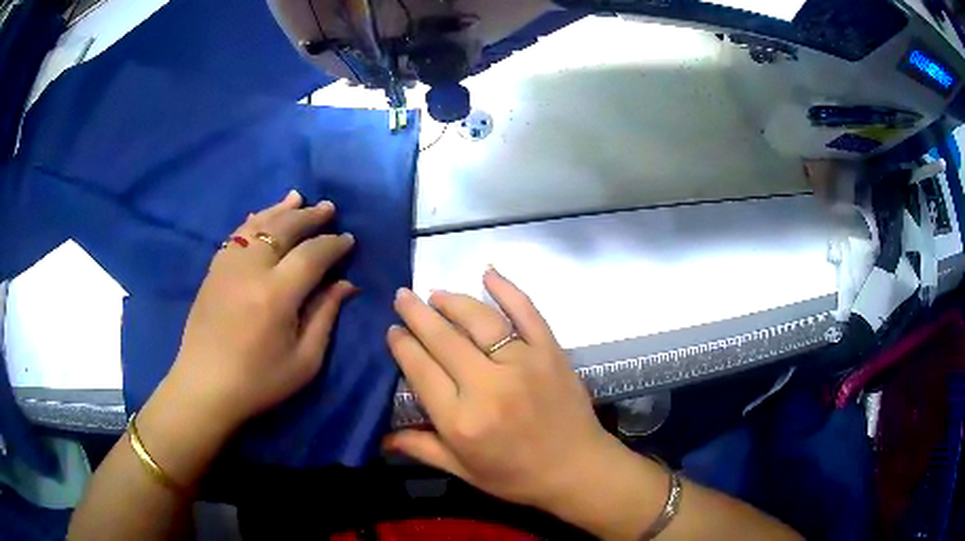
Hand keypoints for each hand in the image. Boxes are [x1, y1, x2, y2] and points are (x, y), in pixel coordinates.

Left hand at [164, 190, 355, 434]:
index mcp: (276, 294)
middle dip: (310, 216)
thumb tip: (345, 284)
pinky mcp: (214, 270)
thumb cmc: (259, 381)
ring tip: (299, 198)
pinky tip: (261, 215)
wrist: (205, 386)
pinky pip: (236, 234)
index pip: (312, 254)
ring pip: (257, 224)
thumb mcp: (304, 361)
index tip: (348, 240)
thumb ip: (325, 316)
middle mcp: (251, 269)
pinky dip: (253, 220)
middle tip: (329, 208)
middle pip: (284, 228)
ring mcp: (228, 265)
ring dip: (281, 210)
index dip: (333, 244)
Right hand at [384, 268, 618, 512]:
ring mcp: (523, 364)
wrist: (577, 469)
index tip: (393, 330)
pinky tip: (489, 273)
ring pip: (480, 320)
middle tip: (402, 297)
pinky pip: (527, 313)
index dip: (402, 345)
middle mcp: (488, 386)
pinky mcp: (550, 352)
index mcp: (461, 420)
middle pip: (443, 339)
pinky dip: (508, 289)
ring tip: (435, 294)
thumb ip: (421, 448)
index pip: (420, 369)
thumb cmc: (516, 476)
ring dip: (452, 301)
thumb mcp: (463, 471)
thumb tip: (379, 436)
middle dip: (417, 314)